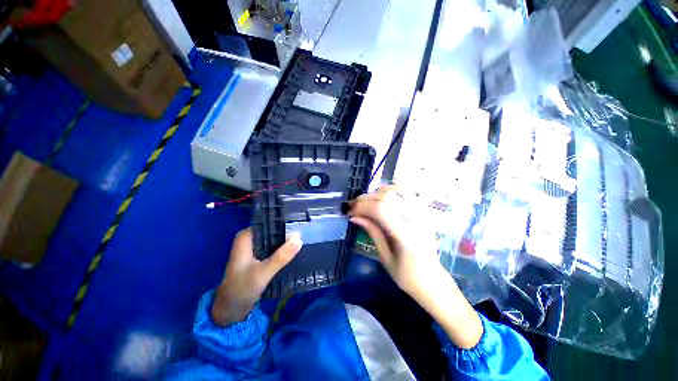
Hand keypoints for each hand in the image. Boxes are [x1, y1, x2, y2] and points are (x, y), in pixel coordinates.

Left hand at [211, 228, 302, 325]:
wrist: (231, 309)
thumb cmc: (242, 288)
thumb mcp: (263, 272)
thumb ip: (281, 256)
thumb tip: (299, 239)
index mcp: (245, 238)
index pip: (267, 223)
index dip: (283, 222)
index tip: (299, 222)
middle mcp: (249, 240)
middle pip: (271, 230)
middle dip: (286, 232)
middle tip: (304, 231)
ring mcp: (254, 249)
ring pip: (273, 239)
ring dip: (285, 241)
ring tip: (302, 238)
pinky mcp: (258, 257)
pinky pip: (273, 248)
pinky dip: (281, 249)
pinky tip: (293, 250)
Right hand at [349, 186, 482, 348]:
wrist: (433, 280)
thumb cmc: (407, 276)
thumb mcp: (385, 257)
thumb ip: (372, 232)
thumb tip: (354, 217)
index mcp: (407, 237)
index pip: (382, 210)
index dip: (363, 207)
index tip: (350, 211)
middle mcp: (417, 221)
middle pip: (388, 197)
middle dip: (367, 199)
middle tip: (354, 205)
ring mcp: (423, 214)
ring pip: (398, 191)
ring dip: (378, 193)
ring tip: (367, 201)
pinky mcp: (425, 212)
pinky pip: (407, 193)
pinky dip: (392, 191)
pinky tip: (382, 196)